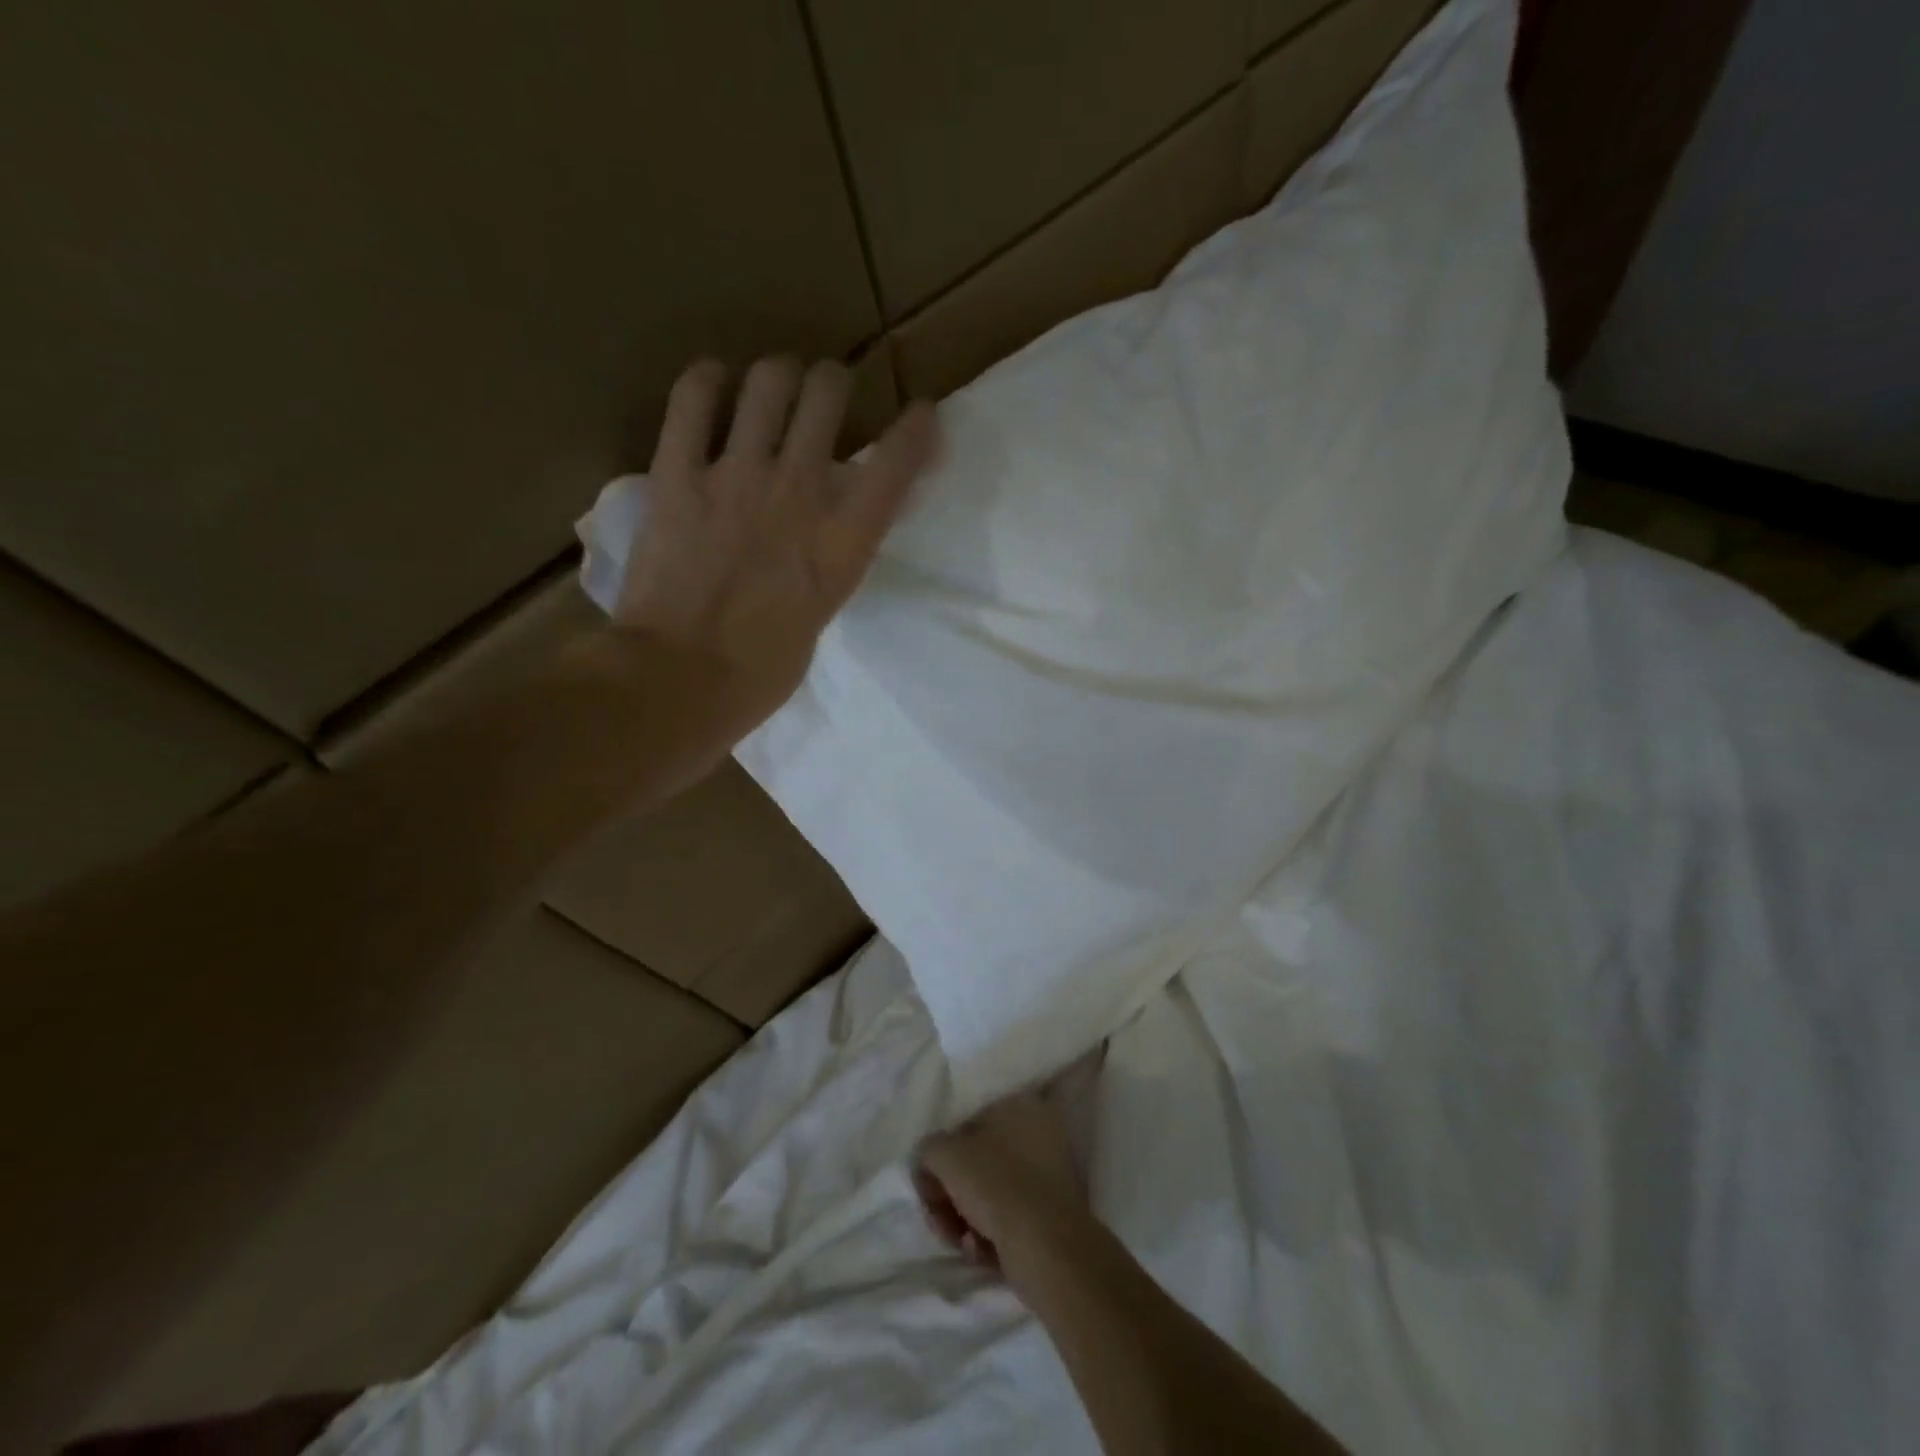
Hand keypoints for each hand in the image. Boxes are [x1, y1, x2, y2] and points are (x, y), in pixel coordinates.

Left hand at [614, 356, 937, 739]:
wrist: (680, 680)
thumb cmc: (760, 672)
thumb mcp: (820, 615)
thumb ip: (829, 563)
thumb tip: (825, 536)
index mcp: (842, 542)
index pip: (896, 465)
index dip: (916, 430)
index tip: (922, 413)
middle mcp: (799, 493)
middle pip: (828, 395)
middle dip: (834, 383)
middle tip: (826, 393)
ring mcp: (737, 477)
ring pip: (769, 382)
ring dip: (779, 376)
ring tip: (774, 386)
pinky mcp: (678, 475)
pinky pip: (692, 399)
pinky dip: (706, 382)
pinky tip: (713, 384)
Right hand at [915, 1091, 1089, 1274]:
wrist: (1046, 1247)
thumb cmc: (995, 1184)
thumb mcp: (944, 1154)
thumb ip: (929, 1150)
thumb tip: (930, 1164)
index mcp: (1019, 1105)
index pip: (965, 1125)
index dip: (941, 1157)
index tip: (930, 1187)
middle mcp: (1039, 1132)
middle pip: (976, 1163)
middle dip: (950, 1194)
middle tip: (939, 1218)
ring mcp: (1048, 1175)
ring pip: (989, 1194)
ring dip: (964, 1219)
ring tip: (959, 1240)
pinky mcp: (1051, 1214)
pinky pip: (1008, 1218)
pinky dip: (989, 1235)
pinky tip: (980, 1250)